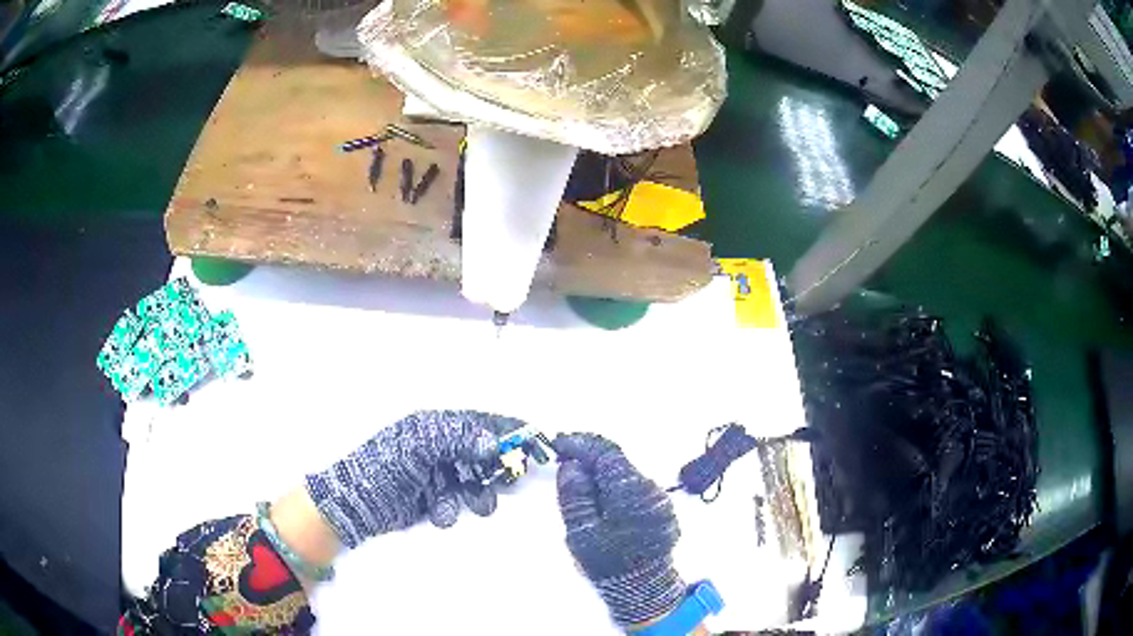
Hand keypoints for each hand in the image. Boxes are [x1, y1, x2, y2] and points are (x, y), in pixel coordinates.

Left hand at [305, 410, 523, 547]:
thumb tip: (493, 441)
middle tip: (507, 480)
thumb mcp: (418, 447)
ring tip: (469, 505)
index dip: (510, 430)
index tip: (537, 442)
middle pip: (483, 454)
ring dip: (476, 494)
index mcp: (435, 426)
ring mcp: (437, 474)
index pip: (481, 422)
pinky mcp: (434, 498)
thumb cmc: (384, 468)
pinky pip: (458, 502)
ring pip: (474, 482)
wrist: (355, 505)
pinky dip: (453, 509)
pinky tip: (438, 512)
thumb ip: (457, 439)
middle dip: (496, 469)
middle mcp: (439, 447)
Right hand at [554, 433, 684, 627]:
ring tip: (576, 477)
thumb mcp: (582, 532)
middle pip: (617, 462)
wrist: (644, 589)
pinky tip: (598, 495)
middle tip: (562, 457)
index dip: (580, 444)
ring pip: (625, 475)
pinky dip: (613, 485)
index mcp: (630, 491)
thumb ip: (575, 495)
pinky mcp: (660, 511)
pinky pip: (633, 488)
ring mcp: (658, 500)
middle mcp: (650, 490)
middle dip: (589, 456)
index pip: (605, 454)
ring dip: (601, 471)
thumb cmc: (609, 562)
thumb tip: (571, 466)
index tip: (558, 443)